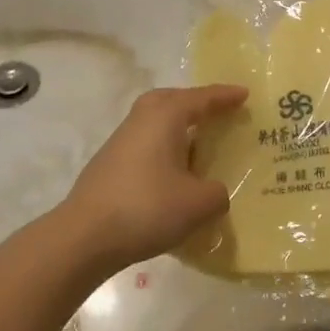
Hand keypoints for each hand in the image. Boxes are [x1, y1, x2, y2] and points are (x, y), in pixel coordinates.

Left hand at [57, 85, 247, 269]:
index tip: (244, 94)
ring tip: (197, 143)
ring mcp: (121, 140)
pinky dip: (163, 147)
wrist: (84, 236)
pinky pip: (145, 142)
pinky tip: (172, 172)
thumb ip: (217, 194)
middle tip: (217, 112)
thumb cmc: (147, 208)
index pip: (202, 98)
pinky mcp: (109, 163)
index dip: (225, 96)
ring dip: (177, 127)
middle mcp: (142, 119)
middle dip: (195, 103)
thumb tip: (214, 191)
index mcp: (166, 116)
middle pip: (172, 100)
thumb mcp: (199, 204)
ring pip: (155, 121)